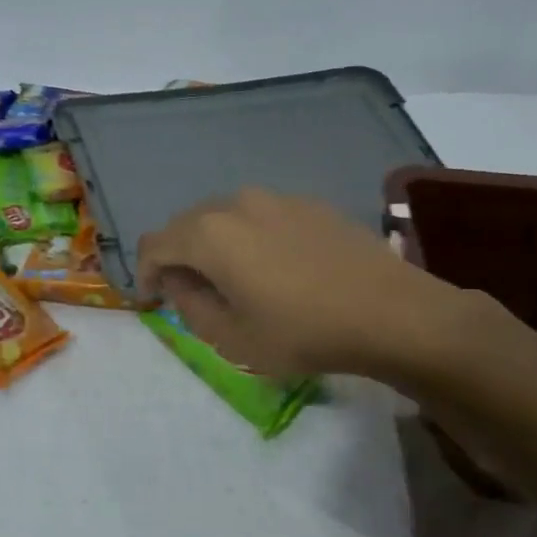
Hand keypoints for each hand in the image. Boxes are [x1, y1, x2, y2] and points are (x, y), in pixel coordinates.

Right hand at [135, 189, 483, 385]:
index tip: (152, 301)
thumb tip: (178, 281)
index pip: (153, 245)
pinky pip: (260, 217)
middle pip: (186, 225)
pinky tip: (274, 268)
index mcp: (209, 234)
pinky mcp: (308, 203)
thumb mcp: (232, 339)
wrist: (393, 313)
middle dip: (177, 258)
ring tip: (232, 280)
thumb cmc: (304, 332)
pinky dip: (249, 238)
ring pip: (224, 218)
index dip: (143, 274)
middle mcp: (236, 203)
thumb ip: (190, 306)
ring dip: (214, 246)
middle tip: (189, 294)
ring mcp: (276, 198)